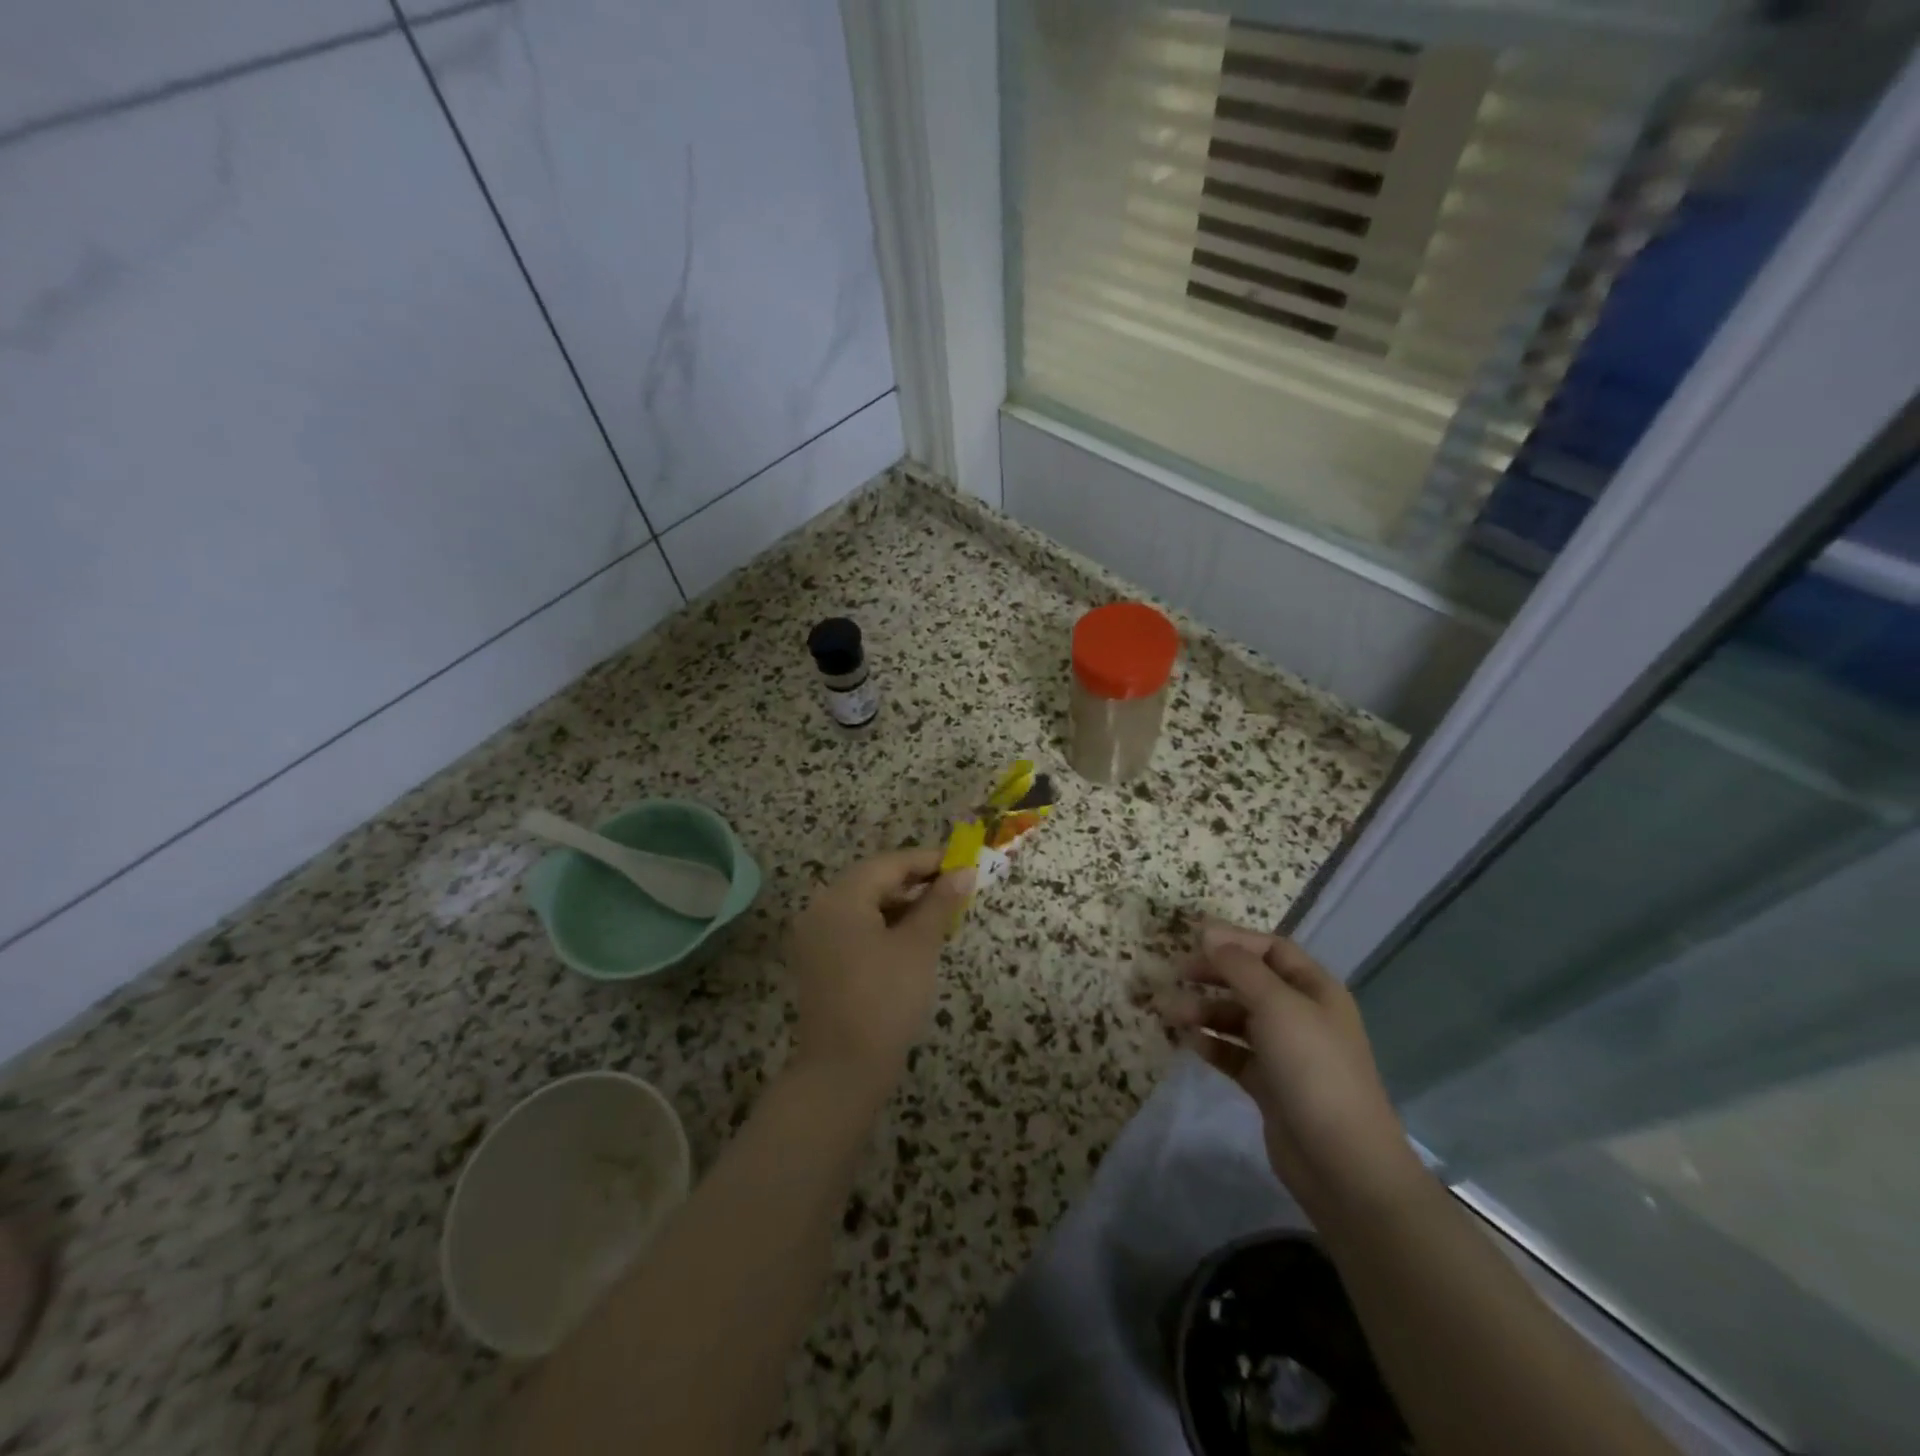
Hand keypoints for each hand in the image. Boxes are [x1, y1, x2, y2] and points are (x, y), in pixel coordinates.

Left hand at [784, 848, 973, 1103]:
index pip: (890, 864)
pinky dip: (885, 926)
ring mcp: (816, 937)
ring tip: (941, 913)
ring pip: (865, 905)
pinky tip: (914, 937)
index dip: (928, 861)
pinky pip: (856, 928)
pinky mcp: (820, 961)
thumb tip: (964, 872)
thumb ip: (939, 903)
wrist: (843, 1070)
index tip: (964, 864)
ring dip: (903, 905)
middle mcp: (821, 909)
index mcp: (841, 898)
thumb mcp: (918, 946)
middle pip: (874, 881)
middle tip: (957, 889)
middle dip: (916, 883)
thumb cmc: (885, 1000)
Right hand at [1155, 922, 1423, 1217]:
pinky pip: (1234, 1053)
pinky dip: (1212, 1044)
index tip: (1192, 938)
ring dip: (1204, 1011)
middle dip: (1213, 975)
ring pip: (1238, 1018)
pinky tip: (1190, 1043)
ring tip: (1171, 1014)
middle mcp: (1302, 1015)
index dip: (1234, 940)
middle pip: (1251, 981)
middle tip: (1176, 975)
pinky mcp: (1270, 1084)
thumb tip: (1209, 932)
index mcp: (1315, 989)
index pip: (1271, 949)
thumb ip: (1239, 966)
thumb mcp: (1276, 1005)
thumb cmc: (1312, 1068)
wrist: (1342, 1162)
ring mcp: (1286, 1052)